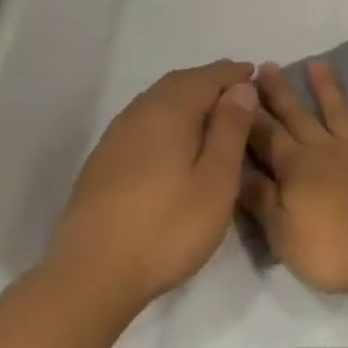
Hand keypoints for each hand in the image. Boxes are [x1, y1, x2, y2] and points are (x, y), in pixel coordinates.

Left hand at [43, 60, 258, 310]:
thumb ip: (230, 130)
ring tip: (213, 112)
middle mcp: (137, 115)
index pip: (205, 78)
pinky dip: (168, 118)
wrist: (92, 273)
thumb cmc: (168, 227)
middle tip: (237, 88)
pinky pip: (143, 123)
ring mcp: (115, 139)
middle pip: (177, 84)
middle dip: (209, 81)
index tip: (255, 73)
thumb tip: (240, 88)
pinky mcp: (103, 162)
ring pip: (156, 102)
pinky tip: (177, 141)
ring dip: (187, 98)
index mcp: (168, 113)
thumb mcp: (216, 181)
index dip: (232, 74)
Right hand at [241, 60, 347, 293]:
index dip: (250, 116)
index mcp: (295, 169)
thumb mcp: (284, 235)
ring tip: (316, 64)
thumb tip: (238, 174)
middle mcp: (325, 150)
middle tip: (267, 67)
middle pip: (297, 117)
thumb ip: (261, 202)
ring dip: (326, 88)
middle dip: (280, 93)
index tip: (238, 91)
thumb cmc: (335, 249)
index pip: (266, 137)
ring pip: (338, 111)